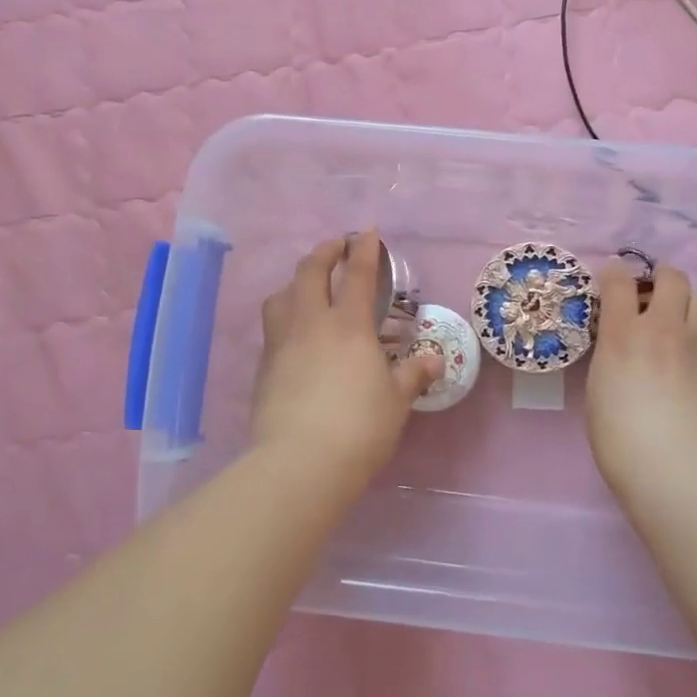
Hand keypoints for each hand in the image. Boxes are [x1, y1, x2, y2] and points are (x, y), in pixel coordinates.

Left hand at [251, 233, 443, 477]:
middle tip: (336, 247)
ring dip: (296, 282)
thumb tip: (432, 361)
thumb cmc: (359, 427)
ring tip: (307, 287)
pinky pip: (272, 328)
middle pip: (310, 273)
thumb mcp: (395, 402)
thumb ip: (412, 376)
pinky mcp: (264, 368)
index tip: (368, 233)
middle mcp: (311, 324)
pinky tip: (295, 334)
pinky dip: (284, 316)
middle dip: (324, 252)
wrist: (300, 463)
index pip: (358, 276)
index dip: (365, 251)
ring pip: (281, 296)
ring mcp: (282, 344)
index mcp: (349, 326)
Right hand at [585, 262, 696, 495]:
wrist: (672, 467)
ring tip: (680, 323)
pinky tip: (693, 366)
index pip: (619, 279)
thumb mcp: (599, 385)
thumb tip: (624, 346)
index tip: (612, 282)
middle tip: (652, 297)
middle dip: (661, 278)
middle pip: (673, 277)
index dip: (614, 274)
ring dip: (692, 303)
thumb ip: (613, 354)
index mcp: (623, 332)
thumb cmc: (618, 435)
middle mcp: (663, 328)